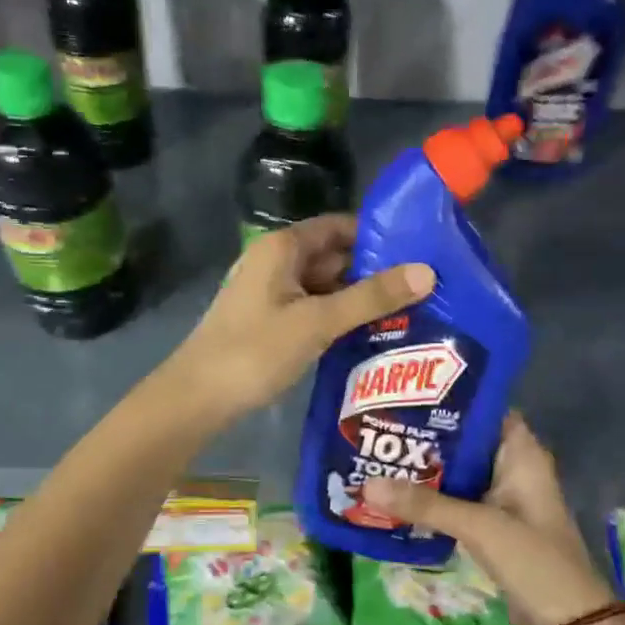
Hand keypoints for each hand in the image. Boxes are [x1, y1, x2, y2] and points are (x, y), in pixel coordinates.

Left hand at [165, 216, 433, 424]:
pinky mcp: (268, 321)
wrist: (197, 398)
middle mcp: (275, 261)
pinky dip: (337, 317)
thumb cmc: (255, 351)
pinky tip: (368, 335)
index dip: (377, 237)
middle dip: (373, 271)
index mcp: (282, 247)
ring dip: (357, 298)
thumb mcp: (318, 322)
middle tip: (423, 288)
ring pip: (323, 286)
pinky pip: (311, 309)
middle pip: (333, 257)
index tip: (419, 252)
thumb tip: (427, 271)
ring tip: (408, 312)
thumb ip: (371, 297)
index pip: (339, 226)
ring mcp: (269, 293)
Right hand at [362, 414, 614, 624]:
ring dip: (426, 466)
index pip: (485, 408)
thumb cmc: (533, 560)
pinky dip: (432, 495)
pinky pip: (457, 498)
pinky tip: (397, 493)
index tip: (407, 392)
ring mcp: (502, 497)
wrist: (568, 624)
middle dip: (427, 433)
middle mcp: (513, 468)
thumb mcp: (479, 526)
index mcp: (522, 454)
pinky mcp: (492, 524)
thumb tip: (367, 484)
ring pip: (458, 470)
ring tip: (380, 452)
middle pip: (465, 439)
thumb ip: (425, 505)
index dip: (450, 397)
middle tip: (381, 423)